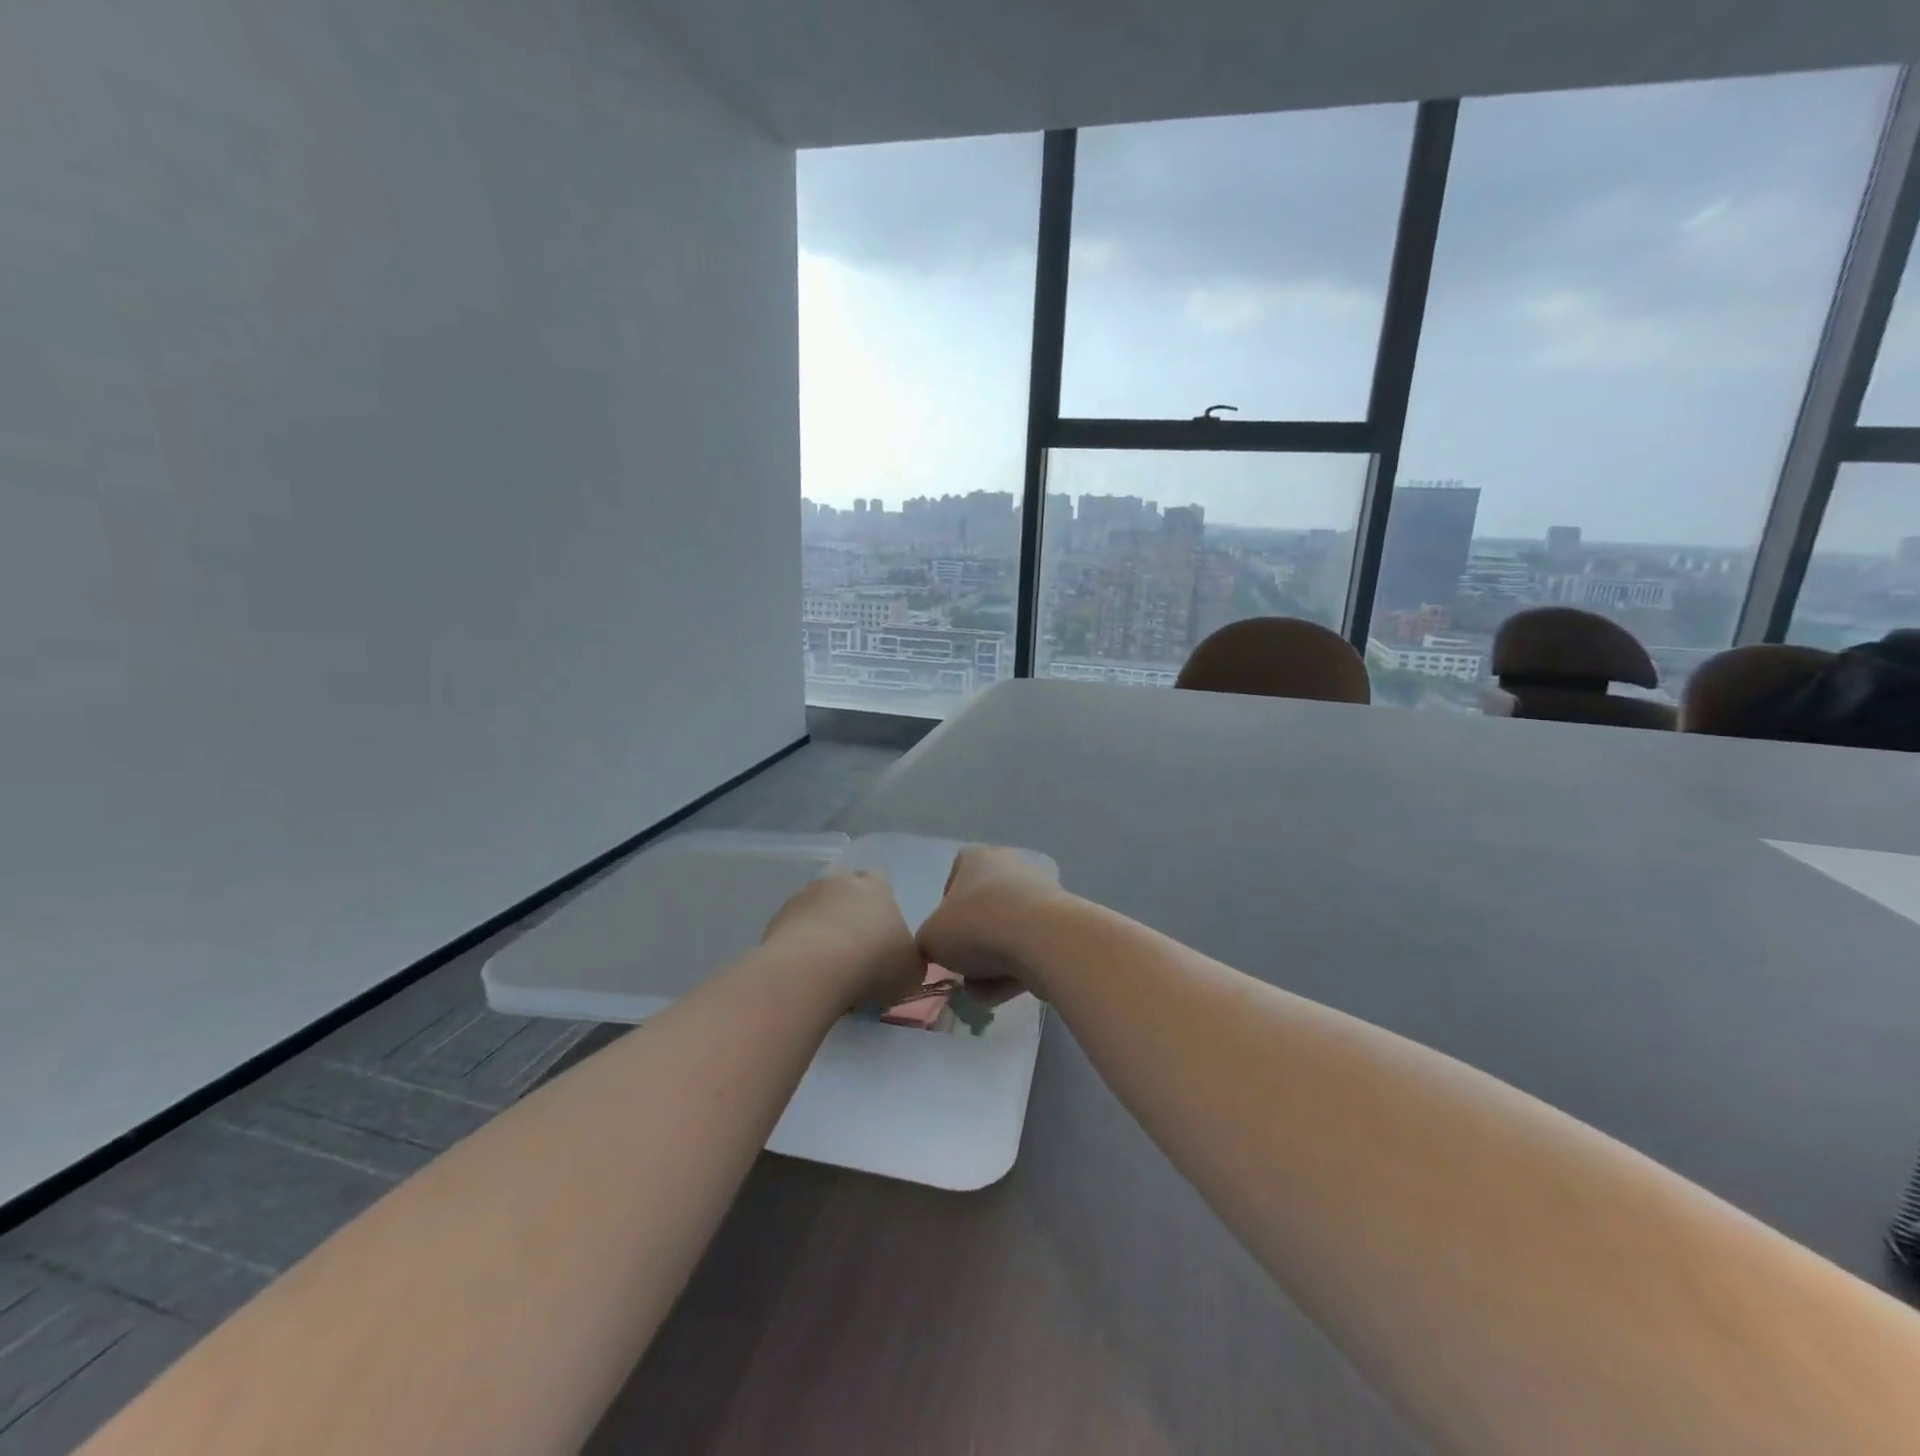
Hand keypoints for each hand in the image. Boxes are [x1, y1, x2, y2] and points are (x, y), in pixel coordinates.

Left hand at [762, 871, 925, 1008]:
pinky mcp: (775, 920)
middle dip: (847, 910)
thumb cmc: (873, 962)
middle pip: (844, 889)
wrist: (813, 970)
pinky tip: (803, 971)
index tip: (881, 928)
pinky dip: (797, 945)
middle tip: (854, 945)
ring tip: (825, 964)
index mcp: (875, 886)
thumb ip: (910, 960)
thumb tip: (905, 962)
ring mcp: (802, 898)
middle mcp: (838, 882)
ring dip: (820, 927)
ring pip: (814, 907)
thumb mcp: (911, 970)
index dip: (880, 901)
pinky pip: (792, 930)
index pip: (880, 879)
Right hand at [917, 846, 1064, 1001]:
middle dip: (971, 945)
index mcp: (976, 858)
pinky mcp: (1060, 923)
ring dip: (991, 965)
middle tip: (961, 972)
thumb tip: (937, 951)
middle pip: (982, 911)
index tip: (944, 940)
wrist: (1040, 940)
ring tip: (979, 992)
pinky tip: (1001, 993)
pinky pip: (1029, 949)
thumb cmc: (975, 926)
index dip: (944, 914)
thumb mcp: (929, 938)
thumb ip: (927, 943)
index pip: (953, 882)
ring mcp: (1040, 894)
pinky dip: (1015, 970)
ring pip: (1006, 934)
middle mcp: (1010, 866)